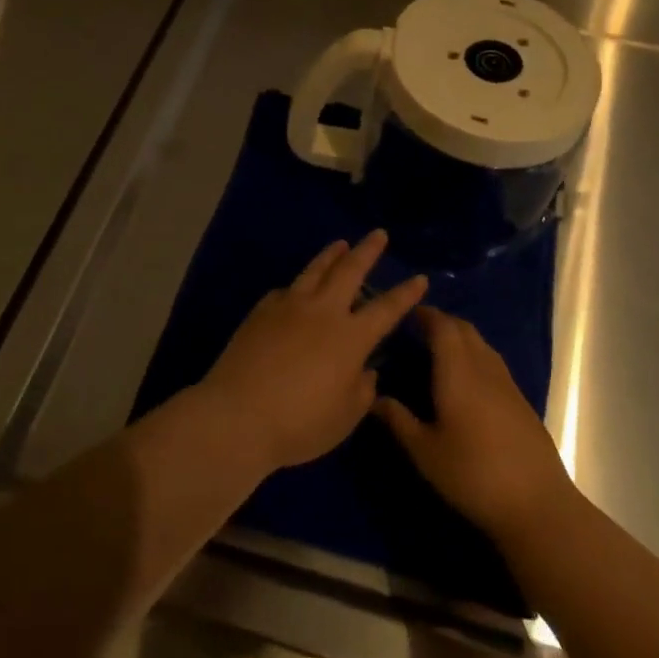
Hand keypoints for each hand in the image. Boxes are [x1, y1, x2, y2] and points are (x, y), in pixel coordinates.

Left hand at [201, 231, 426, 473]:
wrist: (238, 415)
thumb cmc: (300, 423)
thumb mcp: (344, 417)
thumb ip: (362, 390)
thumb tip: (366, 370)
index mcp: (351, 337)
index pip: (386, 309)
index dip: (405, 293)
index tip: (420, 277)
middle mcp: (323, 312)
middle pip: (350, 271)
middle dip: (367, 251)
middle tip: (378, 234)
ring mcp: (289, 306)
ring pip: (315, 270)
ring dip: (331, 255)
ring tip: (340, 244)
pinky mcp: (262, 310)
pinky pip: (286, 290)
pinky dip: (298, 285)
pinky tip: (297, 287)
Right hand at [375, 307, 575, 541]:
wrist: (537, 504)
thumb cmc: (473, 474)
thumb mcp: (425, 452)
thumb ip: (398, 420)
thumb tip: (372, 397)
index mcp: (458, 372)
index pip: (442, 327)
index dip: (425, 315)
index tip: (407, 313)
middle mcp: (484, 368)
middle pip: (464, 330)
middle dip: (442, 322)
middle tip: (418, 328)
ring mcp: (507, 383)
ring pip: (482, 344)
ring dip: (460, 337)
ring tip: (439, 349)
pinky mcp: (521, 401)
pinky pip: (493, 362)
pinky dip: (475, 356)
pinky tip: (466, 380)